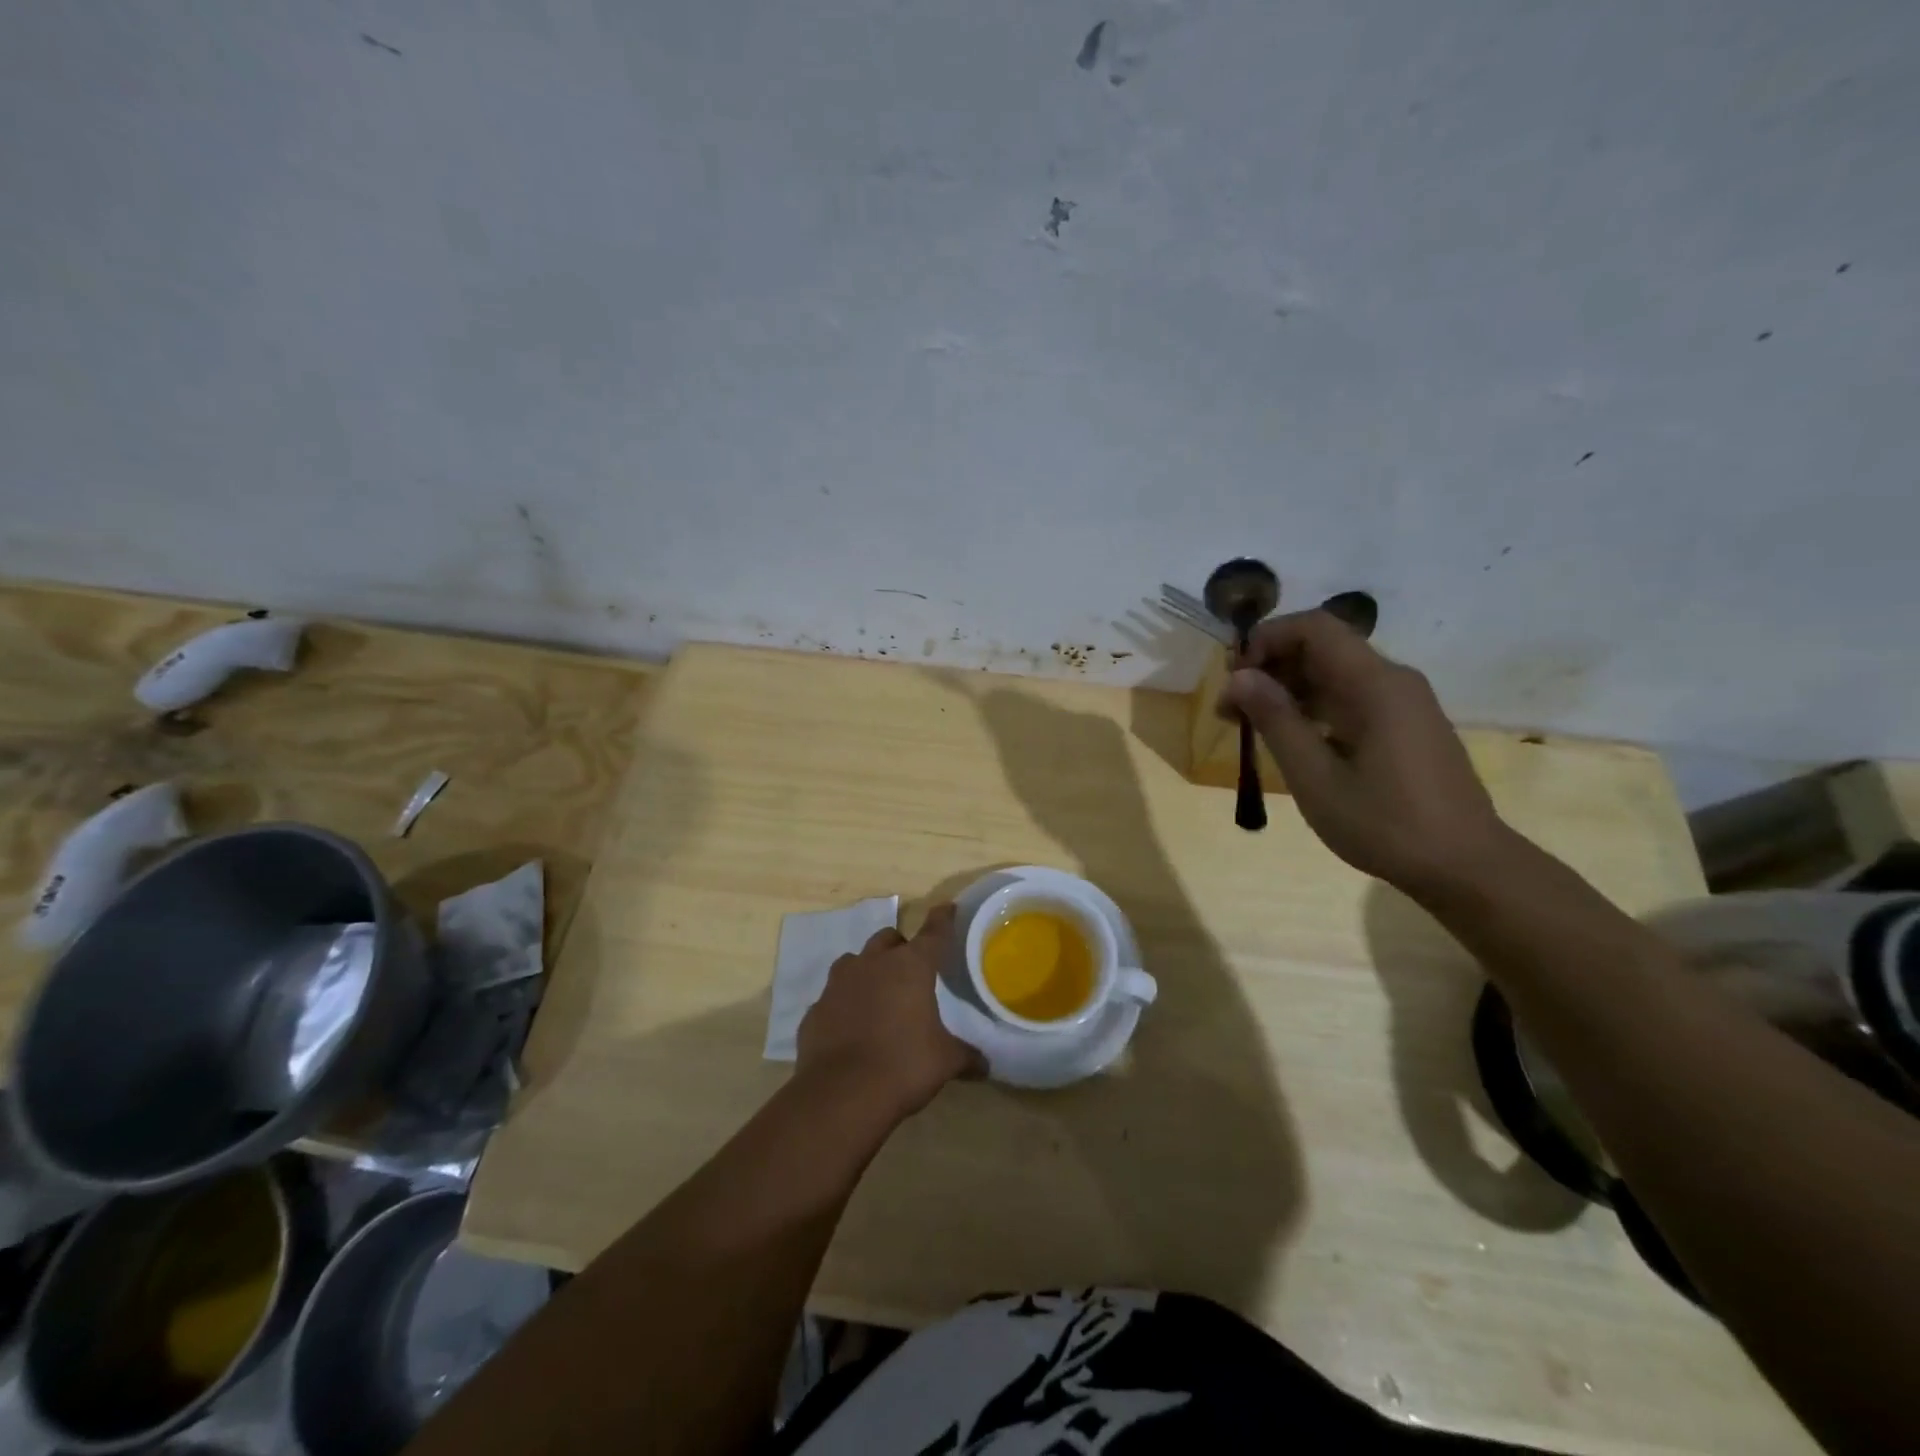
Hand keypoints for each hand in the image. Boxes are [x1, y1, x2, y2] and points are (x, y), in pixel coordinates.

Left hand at [795, 904, 979, 1121]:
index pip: (933, 932)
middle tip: (911, 969)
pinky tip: (852, 1026)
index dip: (942, 919)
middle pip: (888, 939)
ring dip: (868, 970)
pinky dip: (845, 1003)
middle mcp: (872, 964)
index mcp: (910, 967)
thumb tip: (985, 1065)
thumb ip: (966, 1056)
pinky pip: (834, 996)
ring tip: (879, 994)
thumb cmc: (903, 1067)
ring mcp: (838, 984)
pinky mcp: (815, 1009)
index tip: (947, 908)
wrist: (840, 1095)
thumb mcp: (945, 1062)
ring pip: (855, 961)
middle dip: (900, 947)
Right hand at [1217, 609, 1511, 893]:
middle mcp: (1392, 681)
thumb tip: (1239, 677)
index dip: (1267, 640)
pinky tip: (1292, 742)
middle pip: (1322, 648)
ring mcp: (1402, 703)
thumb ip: (1276, 721)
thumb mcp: (1315, 777)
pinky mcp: (1404, 726)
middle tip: (1231, 710)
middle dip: (1270, 668)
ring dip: (1288, 691)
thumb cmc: (1385, 824)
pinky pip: (1350, 698)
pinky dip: (1313, 709)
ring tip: (1251, 727)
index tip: (1235, 678)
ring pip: (1334, 675)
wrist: (1465, 866)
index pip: (1314, 628)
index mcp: (1375, 684)